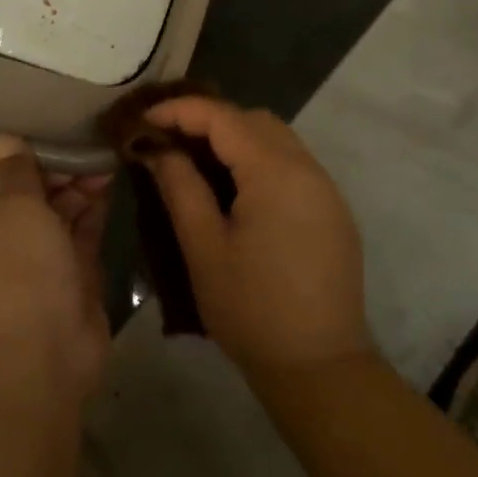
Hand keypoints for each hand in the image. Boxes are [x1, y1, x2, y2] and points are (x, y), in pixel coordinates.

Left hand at [0, 137, 113, 402]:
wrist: (43, 360)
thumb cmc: (16, 274)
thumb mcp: (13, 209)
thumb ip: (15, 171)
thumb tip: (6, 140)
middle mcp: (0, 234)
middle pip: (14, 187)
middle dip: (40, 163)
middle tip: (70, 141)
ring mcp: (39, 253)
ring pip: (53, 204)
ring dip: (72, 179)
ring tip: (99, 155)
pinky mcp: (73, 269)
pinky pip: (82, 225)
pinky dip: (94, 201)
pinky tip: (110, 175)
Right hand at [141, 97, 368, 374]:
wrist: (320, 366)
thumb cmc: (251, 309)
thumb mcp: (203, 248)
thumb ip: (180, 187)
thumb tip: (159, 149)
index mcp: (275, 172)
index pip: (223, 117)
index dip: (180, 110)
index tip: (144, 118)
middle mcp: (307, 168)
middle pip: (253, 120)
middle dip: (209, 120)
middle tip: (169, 140)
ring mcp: (326, 188)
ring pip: (277, 138)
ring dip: (236, 138)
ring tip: (197, 161)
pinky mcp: (333, 210)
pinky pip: (293, 164)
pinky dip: (260, 160)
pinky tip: (236, 189)